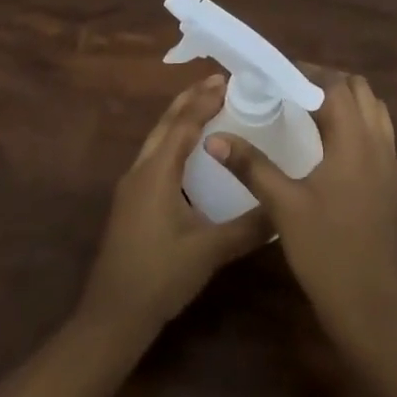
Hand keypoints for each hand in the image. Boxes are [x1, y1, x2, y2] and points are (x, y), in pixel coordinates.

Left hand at [79, 74, 273, 335]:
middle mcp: (140, 171)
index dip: (205, 100)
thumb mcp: (209, 251)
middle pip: (165, 124)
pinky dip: (174, 142)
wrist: (112, 316)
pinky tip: (191, 155)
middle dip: (190, 100)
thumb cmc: (159, 276)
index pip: (182, 124)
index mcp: (156, 173)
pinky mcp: (132, 203)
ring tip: (208, 107)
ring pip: (157, 140)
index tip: (229, 80)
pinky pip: (155, 158)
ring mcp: (132, 188)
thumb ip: (249, 228)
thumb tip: (284, 209)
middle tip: (220, 83)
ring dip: (180, 119)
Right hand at [207, 70, 396, 344]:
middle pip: (359, 91)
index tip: (275, 76)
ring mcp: (389, 164)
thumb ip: (251, 165)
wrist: (370, 306)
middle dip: (326, 82)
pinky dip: (356, 123)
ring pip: (373, 110)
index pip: (335, 87)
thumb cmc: (326, 251)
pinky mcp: (391, 183)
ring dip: (345, 101)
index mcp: (354, 142)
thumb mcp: (283, 206)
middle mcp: (378, 144)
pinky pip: (378, 133)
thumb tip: (215, 137)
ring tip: (308, 111)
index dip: (306, 74)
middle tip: (290, 90)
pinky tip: (328, 144)